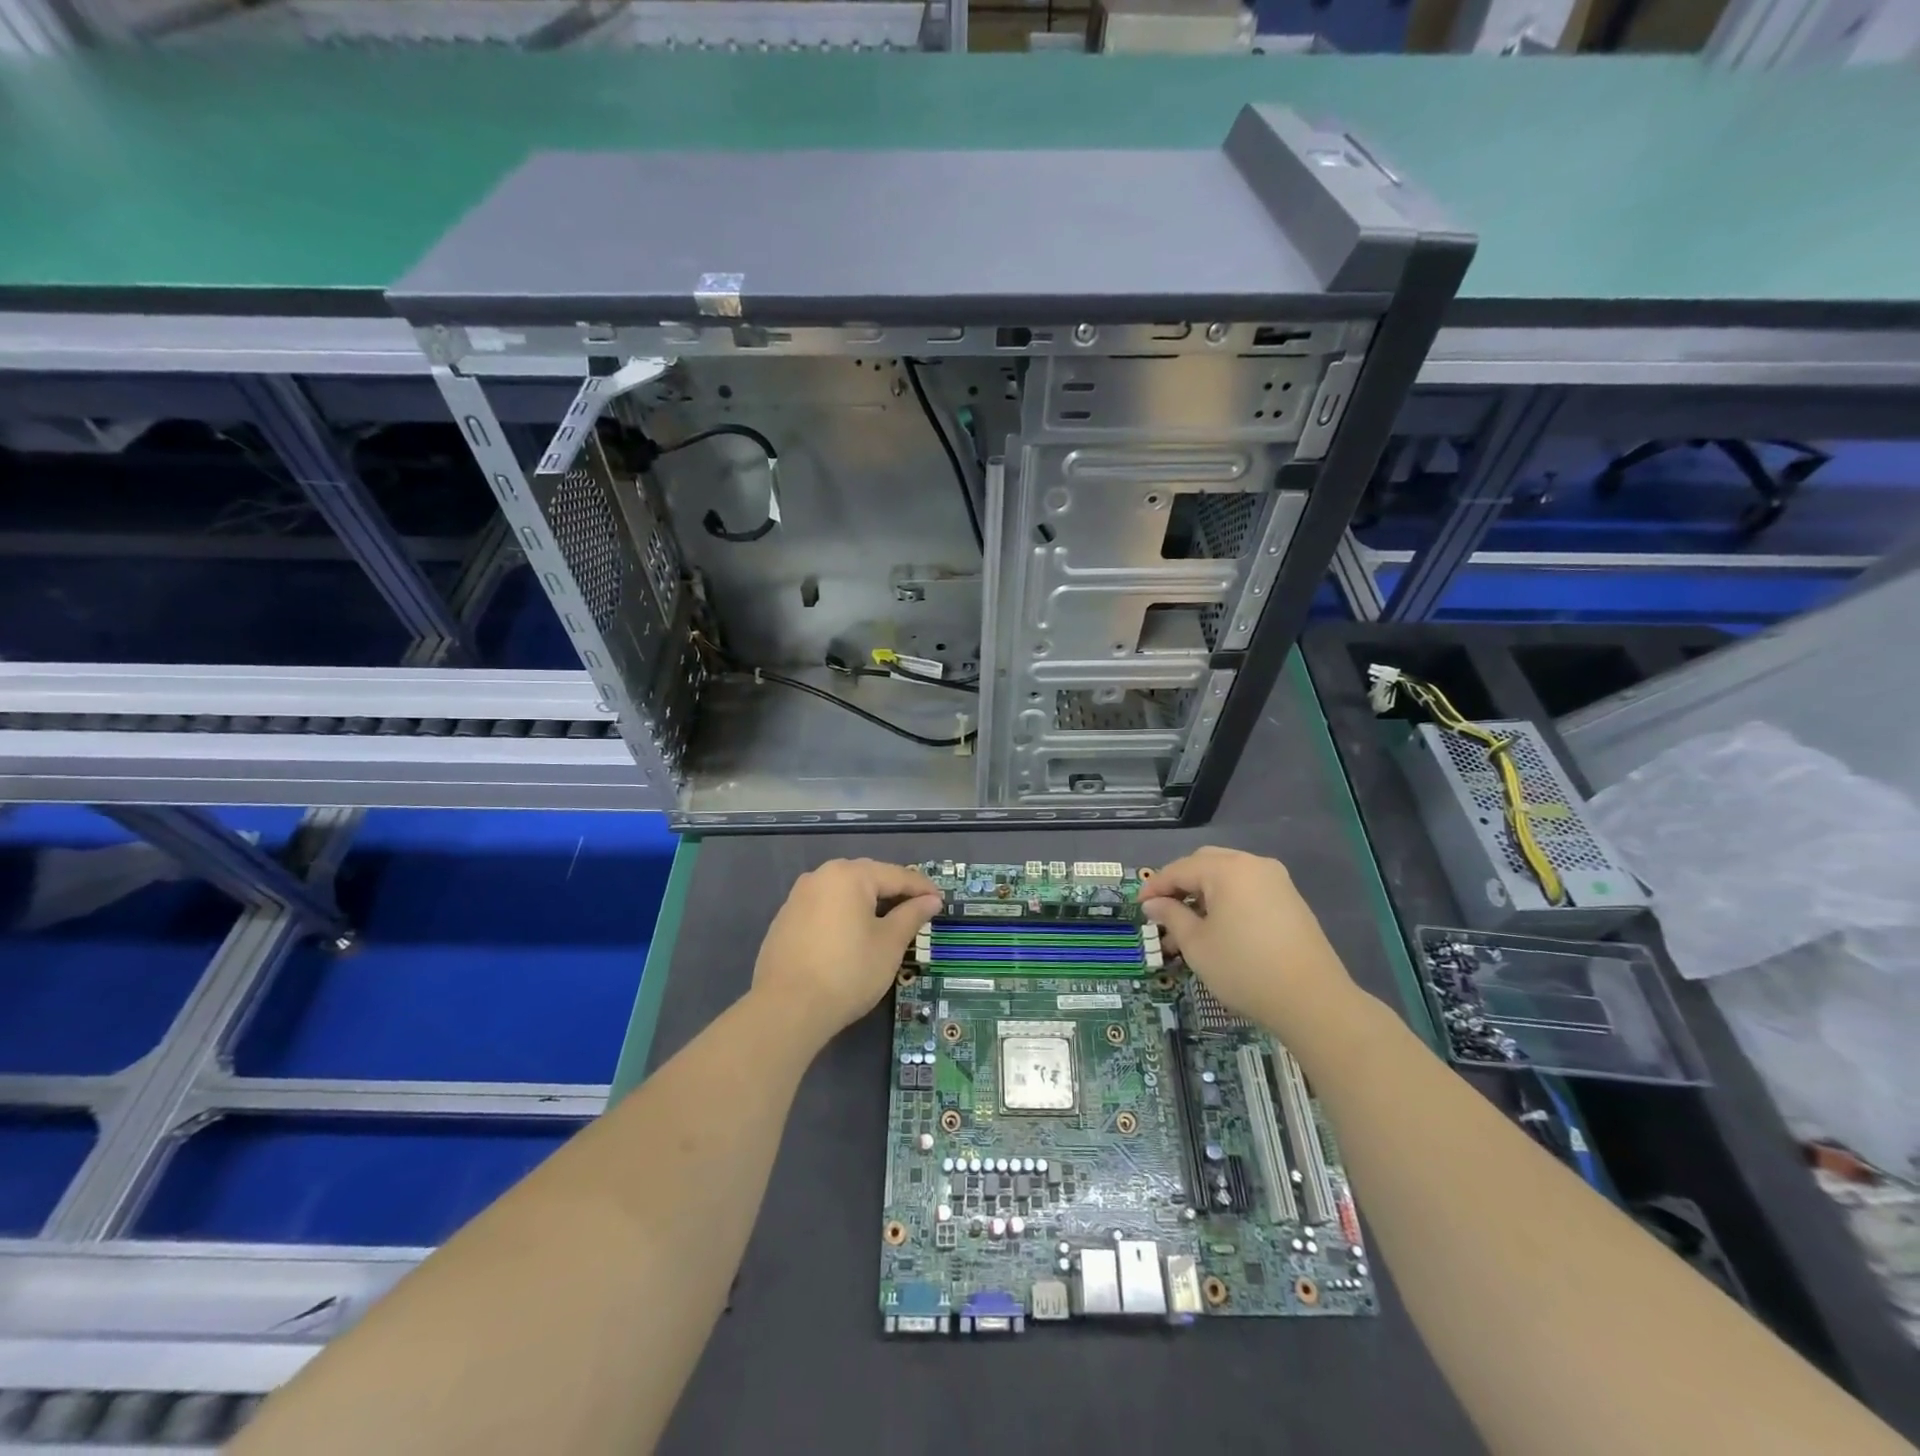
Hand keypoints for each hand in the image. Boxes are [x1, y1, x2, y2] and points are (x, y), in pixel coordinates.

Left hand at [752, 859, 941, 1045]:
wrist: (786, 1008)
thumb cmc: (848, 972)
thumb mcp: (889, 944)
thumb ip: (912, 916)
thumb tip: (930, 900)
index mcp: (849, 875)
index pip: (896, 875)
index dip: (922, 889)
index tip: (941, 902)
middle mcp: (820, 876)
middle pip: (868, 877)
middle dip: (894, 892)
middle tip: (918, 910)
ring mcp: (798, 897)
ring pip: (844, 892)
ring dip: (868, 903)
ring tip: (888, 923)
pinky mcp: (785, 920)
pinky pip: (824, 908)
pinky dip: (844, 915)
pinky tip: (853, 936)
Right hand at [1140, 847, 1359, 1040]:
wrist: (1313, 1001)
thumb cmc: (1244, 969)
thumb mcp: (1197, 944)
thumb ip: (1171, 916)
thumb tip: (1153, 904)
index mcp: (1228, 869)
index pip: (1179, 869)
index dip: (1154, 887)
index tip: (1138, 907)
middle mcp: (1253, 865)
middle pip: (1205, 864)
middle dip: (1180, 886)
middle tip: (1162, 912)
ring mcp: (1276, 882)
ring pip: (1227, 877)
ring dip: (1203, 895)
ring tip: (1187, 929)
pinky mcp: (1291, 901)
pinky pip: (1248, 890)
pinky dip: (1227, 902)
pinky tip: (1218, 929)